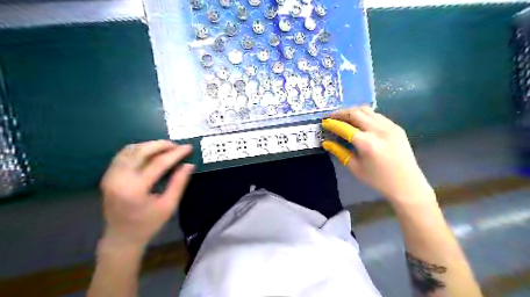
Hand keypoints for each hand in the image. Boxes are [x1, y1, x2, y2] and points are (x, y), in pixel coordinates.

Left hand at [100, 140, 193, 249]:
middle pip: (141, 151)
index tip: (188, 147)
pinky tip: (150, 152)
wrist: (121, 238)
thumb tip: (189, 165)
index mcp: (135, 189)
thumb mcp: (169, 206)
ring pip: (130, 150)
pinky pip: (123, 155)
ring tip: (166, 148)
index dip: (175, 154)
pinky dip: (138, 150)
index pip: (158, 163)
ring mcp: (110, 176)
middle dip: (161, 145)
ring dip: (149, 146)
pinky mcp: (108, 176)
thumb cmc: (148, 224)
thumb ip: (179, 183)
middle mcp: (119, 179)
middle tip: (176, 145)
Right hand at [321, 107, 431, 203]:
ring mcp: (389, 126)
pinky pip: (377, 115)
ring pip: (367, 110)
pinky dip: (365, 115)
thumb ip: (339, 152)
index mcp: (366, 143)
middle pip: (355, 113)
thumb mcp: (355, 168)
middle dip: (341, 113)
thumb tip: (326, 142)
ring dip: (353, 111)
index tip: (324, 122)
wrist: (407, 184)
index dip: (332, 123)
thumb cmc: (377, 179)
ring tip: (344, 118)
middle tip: (332, 117)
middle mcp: (378, 130)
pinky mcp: (396, 127)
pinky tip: (360, 123)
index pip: (344, 127)